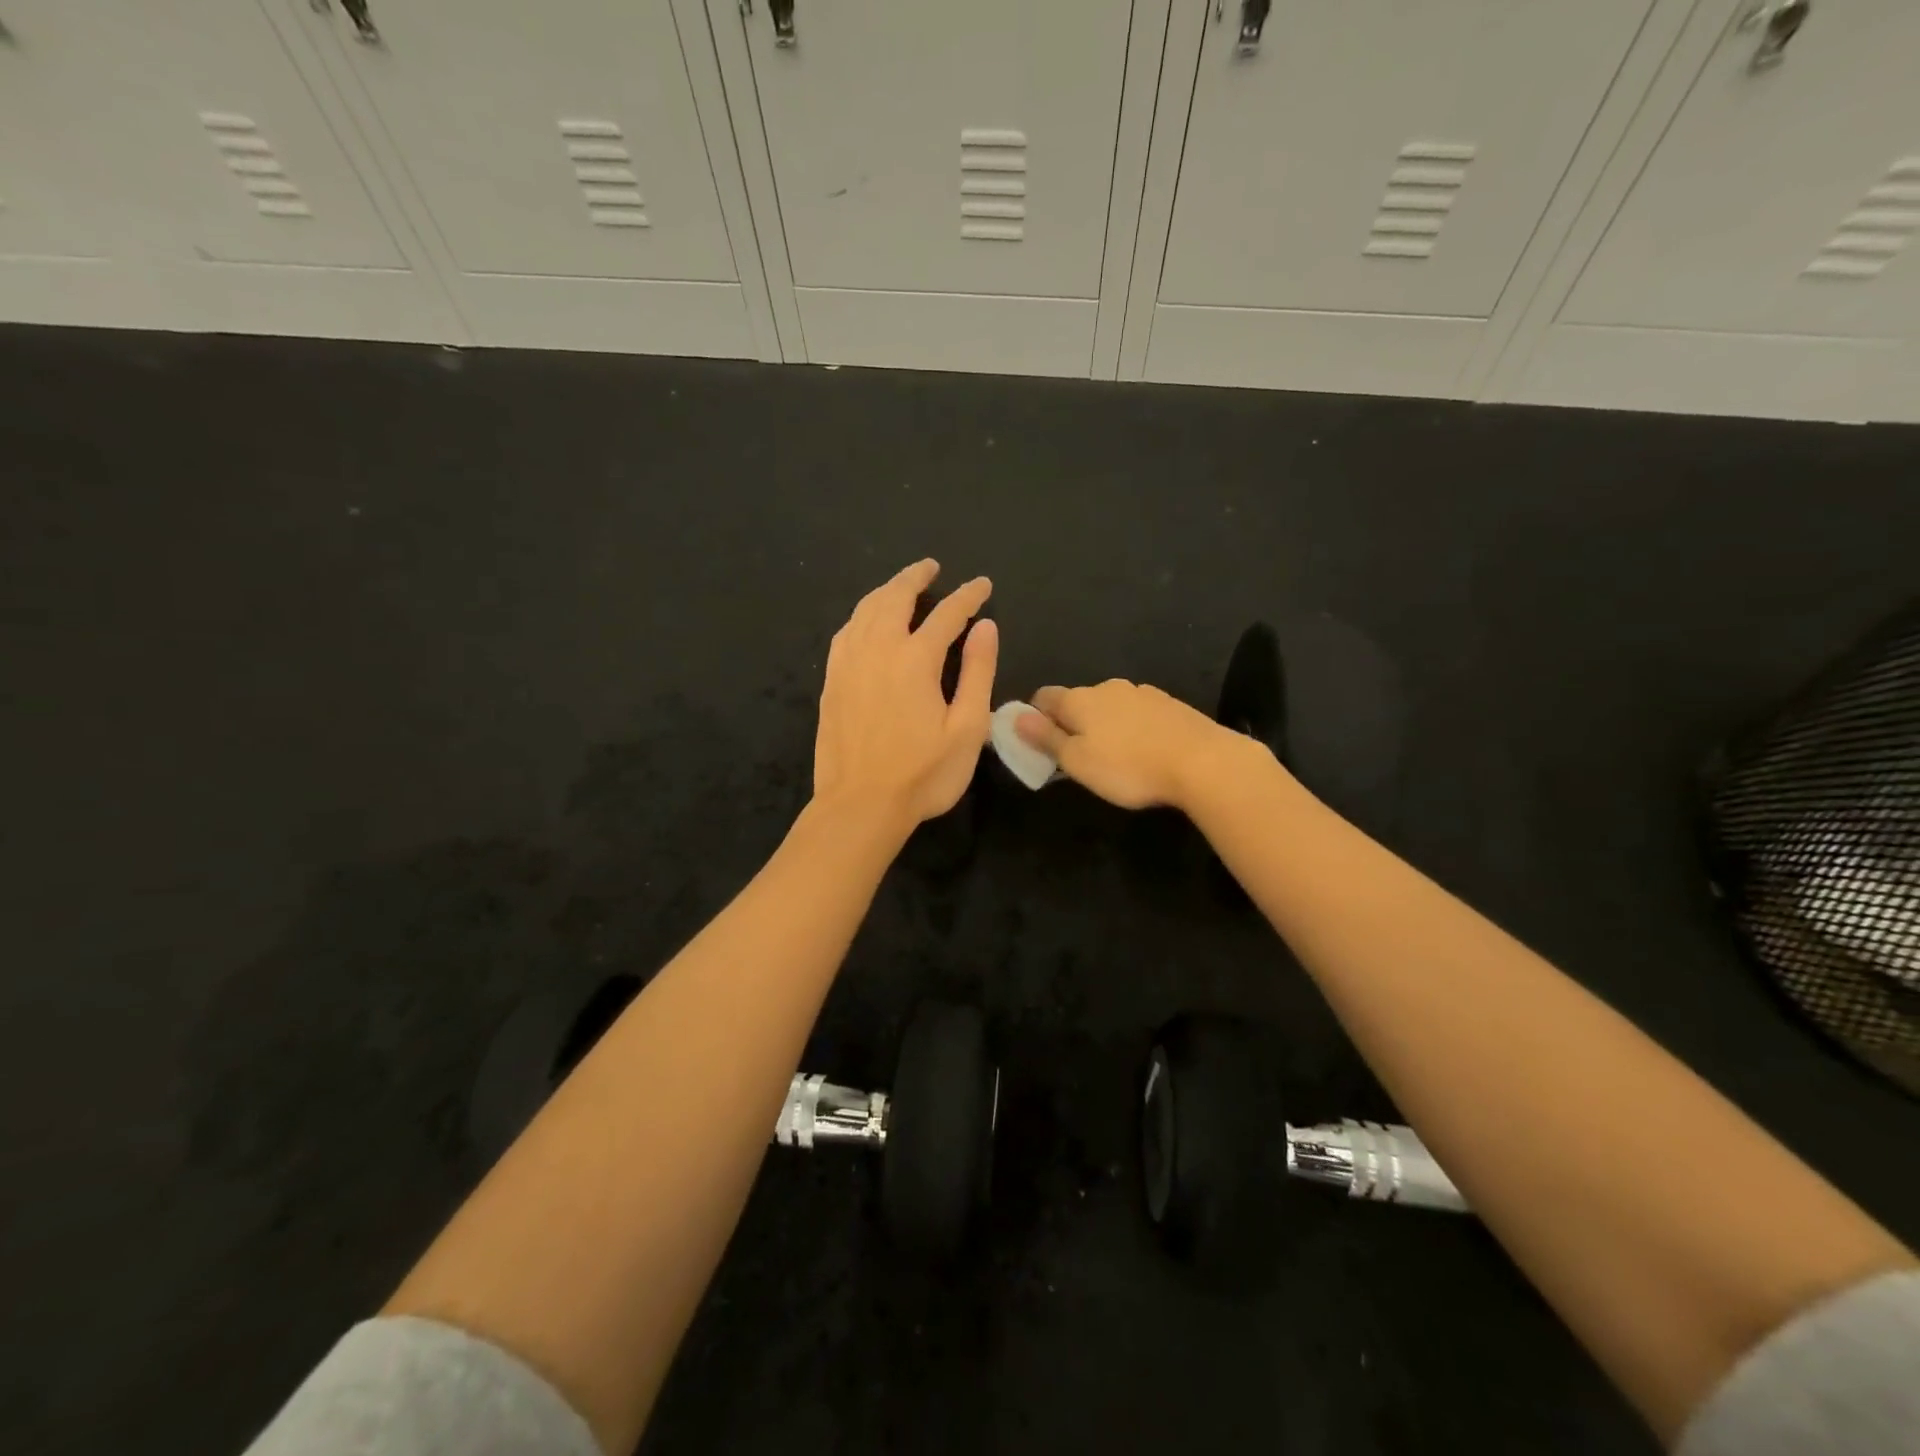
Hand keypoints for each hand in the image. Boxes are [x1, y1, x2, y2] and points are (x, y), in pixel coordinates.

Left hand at [813, 559, 996, 831]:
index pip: (947, 614)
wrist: (860, 805)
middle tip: (932, 567)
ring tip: (900, 585)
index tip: (983, 585)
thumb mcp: (967, 728)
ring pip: (865, 610)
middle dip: (916, 577)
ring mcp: (848, 664)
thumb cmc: (923, 774)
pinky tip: (866, 621)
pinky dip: (861, 615)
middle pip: (895, 598)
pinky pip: (845, 632)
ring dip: (886, 590)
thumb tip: (985, 627)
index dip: (968, 596)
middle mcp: (878, 650)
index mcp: (915, 659)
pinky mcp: (832, 682)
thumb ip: (977, 672)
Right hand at [1015, 680, 1245, 810]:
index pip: (1044, 696)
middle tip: (1077, 757)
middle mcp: (1108, 687)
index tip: (1039, 742)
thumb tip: (1016, 717)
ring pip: (1110, 705)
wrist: (1203, 761)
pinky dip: (1132, 727)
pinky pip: (1138, 712)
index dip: (1035, 717)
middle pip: (1078, 700)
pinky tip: (1143, 750)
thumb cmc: (1128, 767)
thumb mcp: (1077, 762)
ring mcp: (1142, 692)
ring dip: (1104, 724)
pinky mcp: (1170, 704)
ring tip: (1114, 756)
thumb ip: (1046, 738)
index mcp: (1079, 699)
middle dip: (1072, 722)